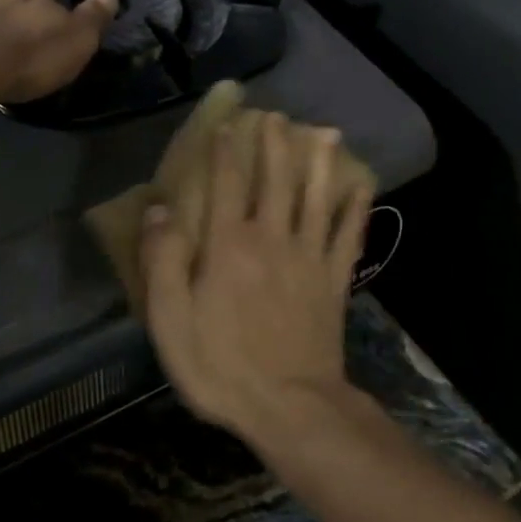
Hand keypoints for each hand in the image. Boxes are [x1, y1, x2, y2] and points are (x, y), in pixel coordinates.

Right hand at [140, 112, 372, 443]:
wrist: (289, 405)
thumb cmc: (220, 365)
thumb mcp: (170, 319)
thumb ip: (162, 260)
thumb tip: (158, 209)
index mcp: (228, 245)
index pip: (224, 185)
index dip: (225, 152)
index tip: (228, 124)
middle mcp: (271, 238)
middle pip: (276, 180)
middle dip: (276, 144)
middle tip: (278, 116)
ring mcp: (308, 257)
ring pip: (316, 197)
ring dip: (320, 162)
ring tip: (325, 132)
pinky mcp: (334, 280)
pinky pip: (348, 235)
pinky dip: (357, 208)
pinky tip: (362, 185)